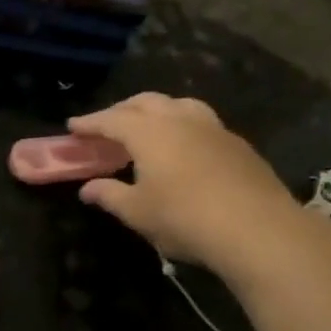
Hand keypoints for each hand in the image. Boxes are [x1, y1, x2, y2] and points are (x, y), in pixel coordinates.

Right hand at [69, 94, 305, 280]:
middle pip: (145, 102)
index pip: (112, 119)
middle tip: (107, 125)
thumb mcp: (138, 212)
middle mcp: (179, 119)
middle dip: (122, 109)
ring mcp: (213, 128)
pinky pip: (201, 121)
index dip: (90, 122)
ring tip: (149, 126)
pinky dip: (183, 125)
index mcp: (149, 132)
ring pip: (179, 105)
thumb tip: (87, 189)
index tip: (73, 127)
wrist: (257, 229)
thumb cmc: (185, 218)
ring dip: (157, 110)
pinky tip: (185, 146)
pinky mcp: (237, 143)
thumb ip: (109, 195)